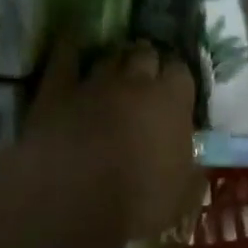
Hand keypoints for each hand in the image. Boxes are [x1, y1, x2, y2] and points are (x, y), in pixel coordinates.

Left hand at [27, 37, 199, 239]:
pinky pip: (64, 56)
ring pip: (108, 56)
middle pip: (145, 54)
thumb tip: (191, 156)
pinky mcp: (56, 90)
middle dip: (146, 62)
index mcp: (172, 103)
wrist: (75, 204)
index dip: (176, 79)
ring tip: (112, 69)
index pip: (181, 72)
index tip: (173, 92)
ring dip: (113, 60)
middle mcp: (135, 83)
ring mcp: (94, 82)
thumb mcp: (182, 196)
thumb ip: (190, 166)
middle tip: (143, 79)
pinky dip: (70, 47)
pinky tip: (72, 42)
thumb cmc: (138, 204)